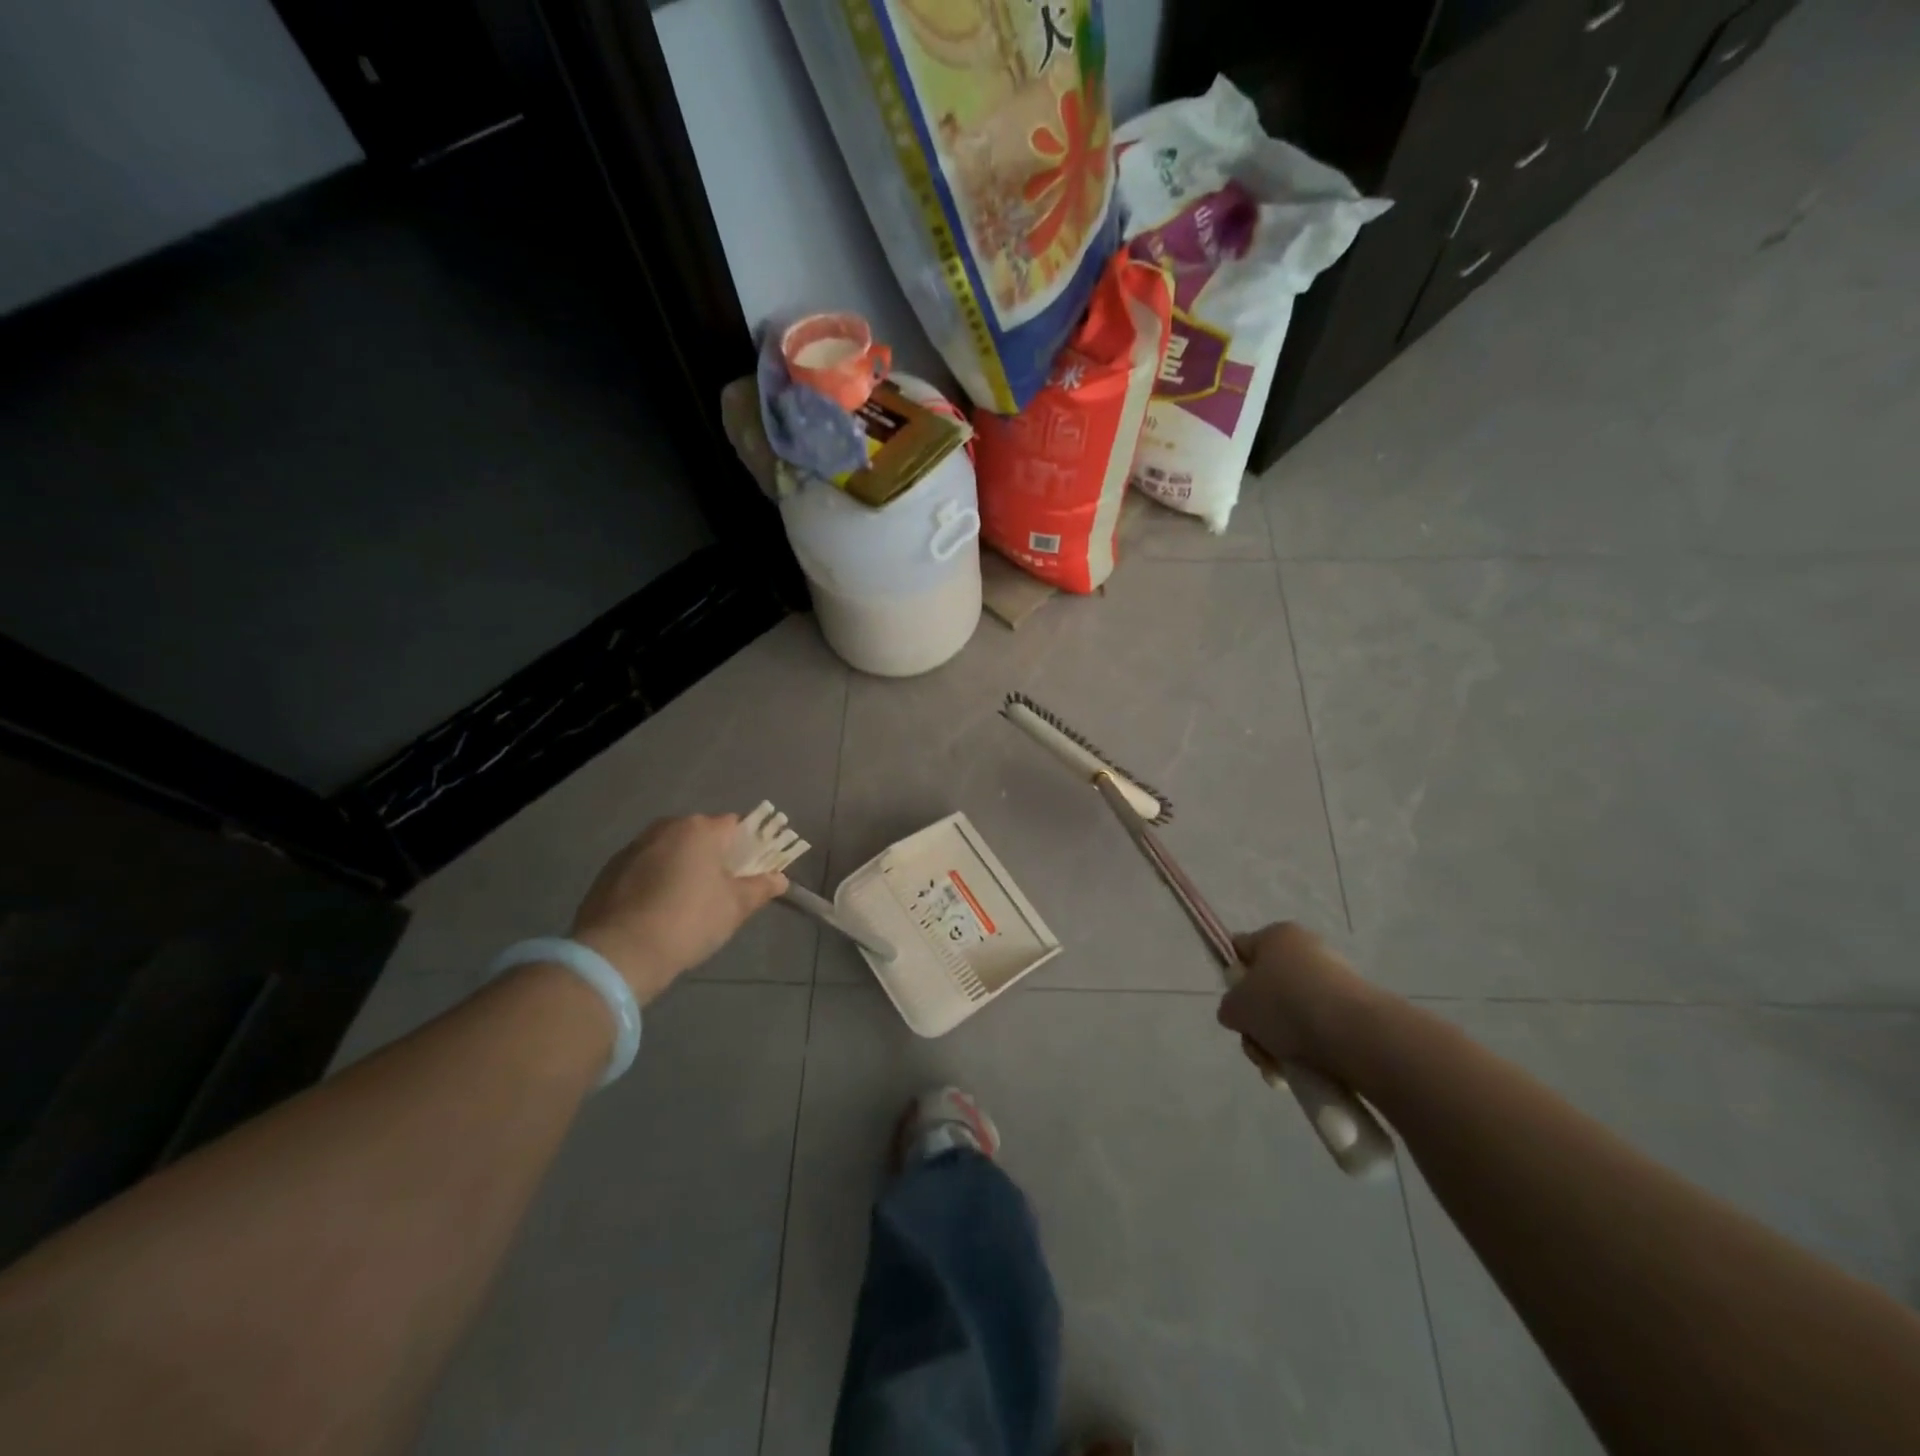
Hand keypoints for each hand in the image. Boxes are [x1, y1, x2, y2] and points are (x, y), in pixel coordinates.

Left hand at [570, 814, 787, 1003]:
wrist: (619, 953)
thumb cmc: (689, 921)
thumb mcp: (735, 907)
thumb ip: (760, 888)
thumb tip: (780, 879)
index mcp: (699, 829)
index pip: (736, 826)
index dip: (749, 846)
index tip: (752, 872)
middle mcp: (665, 828)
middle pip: (701, 836)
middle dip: (714, 857)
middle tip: (723, 890)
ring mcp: (633, 847)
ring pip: (671, 851)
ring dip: (683, 868)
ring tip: (688, 904)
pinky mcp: (609, 871)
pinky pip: (645, 868)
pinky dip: (656, 881)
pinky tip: (658, 912)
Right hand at [1218, 922, 1378, 1074]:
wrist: (1354, 1034)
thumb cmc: (1285, 1005)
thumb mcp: (1236, 1007)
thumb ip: (1228, 1007)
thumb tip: (1239, 1014)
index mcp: (1276, 935)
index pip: (1241, 949)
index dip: (1232, 978)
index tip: (1235, 1007)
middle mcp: (1307, 950)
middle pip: (1267, 989)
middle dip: (1258, 1024)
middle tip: (1257, 1047)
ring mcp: (1335, 980)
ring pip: (1292, 1014)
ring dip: (1280, 1043)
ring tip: (1281, 1070)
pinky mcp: (1357, 1010)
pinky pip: (1320, 1029)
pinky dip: (1309, 1050)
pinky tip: (1306, 1072)